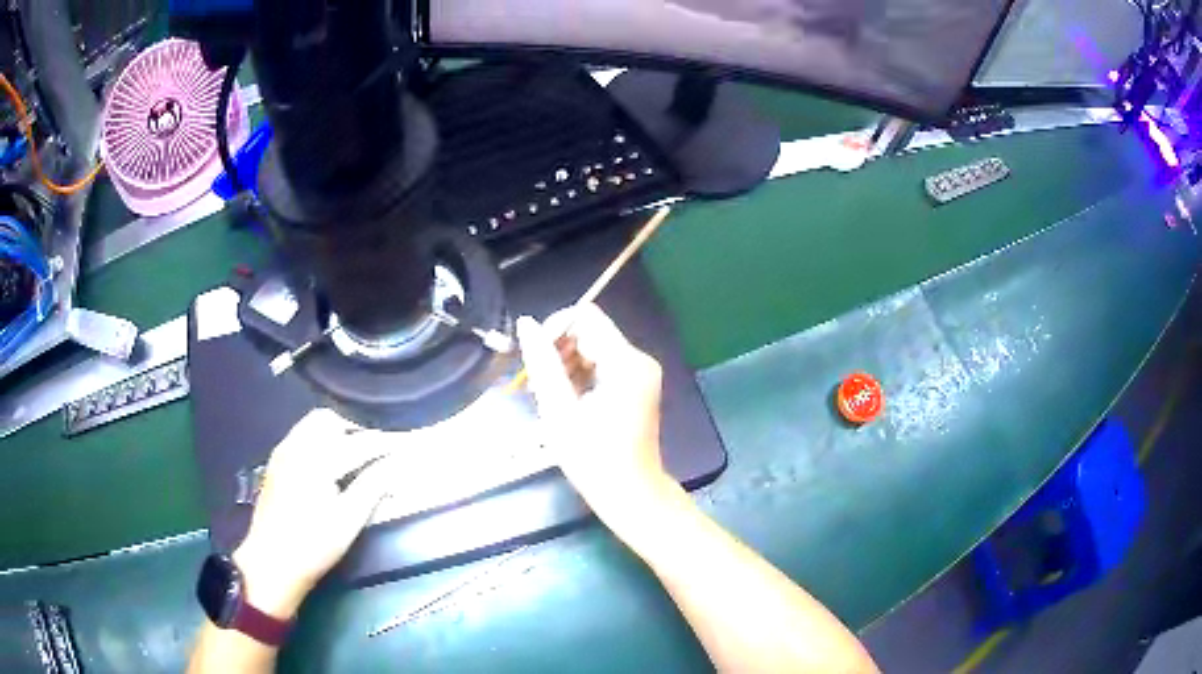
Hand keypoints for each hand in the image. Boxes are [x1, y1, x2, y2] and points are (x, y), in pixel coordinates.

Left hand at [233, 409, 390, 619]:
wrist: (271, 562)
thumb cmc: (313, 545)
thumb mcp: (348, 520)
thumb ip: (373, 486)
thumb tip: (396, 465)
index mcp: (317, 459)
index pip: (359, 443)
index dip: (386, 443)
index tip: (407, 443)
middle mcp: (297, 445)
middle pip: (332, 420)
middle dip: (358, 428)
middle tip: (379, 447)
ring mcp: (283, 451)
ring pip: (314, 423)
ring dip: (338, 430)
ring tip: (357, 450)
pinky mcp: (276, 461)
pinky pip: (302, 434)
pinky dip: (321, 437)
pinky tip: (330, 459)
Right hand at [515, 304, 672, 526]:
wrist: (631, 494)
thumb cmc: (593, 458)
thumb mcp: (559, 410)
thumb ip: (542, 363)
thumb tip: (525, 323)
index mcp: (626, 362)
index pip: (586, 317)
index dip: (555, 329)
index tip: (536, 359)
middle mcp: (639, 359)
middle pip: (590, 331)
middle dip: (559, 350)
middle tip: (538, 384)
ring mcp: (641, 373)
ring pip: (595, 347)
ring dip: (567, 364)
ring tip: (549, 396)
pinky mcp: (638, 385)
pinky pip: (604, 364)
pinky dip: (582, 375)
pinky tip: (567, 401)